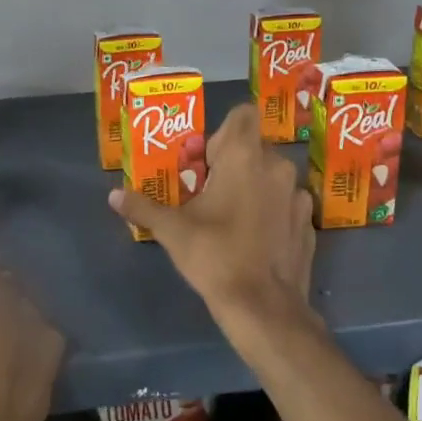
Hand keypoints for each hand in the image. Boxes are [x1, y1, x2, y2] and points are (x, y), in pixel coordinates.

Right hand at [109, 104, 314, 317]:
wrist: (263, 306)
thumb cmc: (214, 255)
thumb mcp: (172, 231)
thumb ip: (143, 207)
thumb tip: (113, 196)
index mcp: (244, 156)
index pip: (242, 114)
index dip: (222, 131)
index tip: (206, 160)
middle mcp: (277, 166)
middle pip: (254, 146)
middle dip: (232, 162)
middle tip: (209, 190)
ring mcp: (298, 194)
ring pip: (272, 175)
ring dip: (254, 185)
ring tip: (232, 216)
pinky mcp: (308, 222)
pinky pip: (286, 203)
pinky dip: (272, 211)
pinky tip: (255, 238)